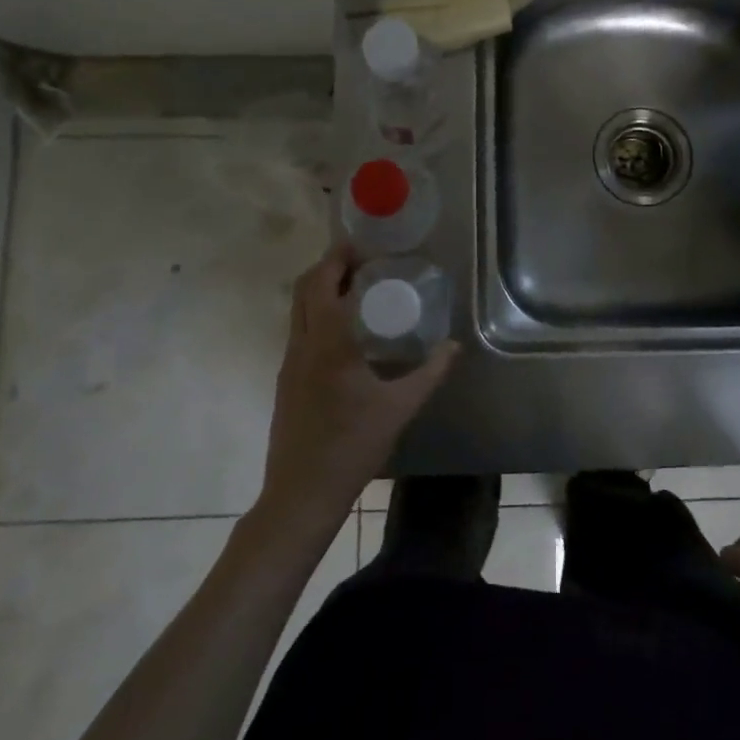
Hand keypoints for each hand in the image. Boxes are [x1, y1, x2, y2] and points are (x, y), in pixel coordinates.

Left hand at [260, 244, 458, 528]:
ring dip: (320, 292)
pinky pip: (298, 332)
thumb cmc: (352, 446)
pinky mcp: (285, 381)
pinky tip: (344, 333)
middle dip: (327, 268)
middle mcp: (301, 346)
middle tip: (361, 264)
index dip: (337, 259)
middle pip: (303, 290)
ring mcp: (288, 364)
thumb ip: (430, 373)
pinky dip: (316, 316)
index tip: (361, 247)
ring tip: (355, 291)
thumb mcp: (399, 408)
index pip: (321, 284)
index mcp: (327, 344)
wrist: (302, 492)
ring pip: (297, 311)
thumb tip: (454, 347)